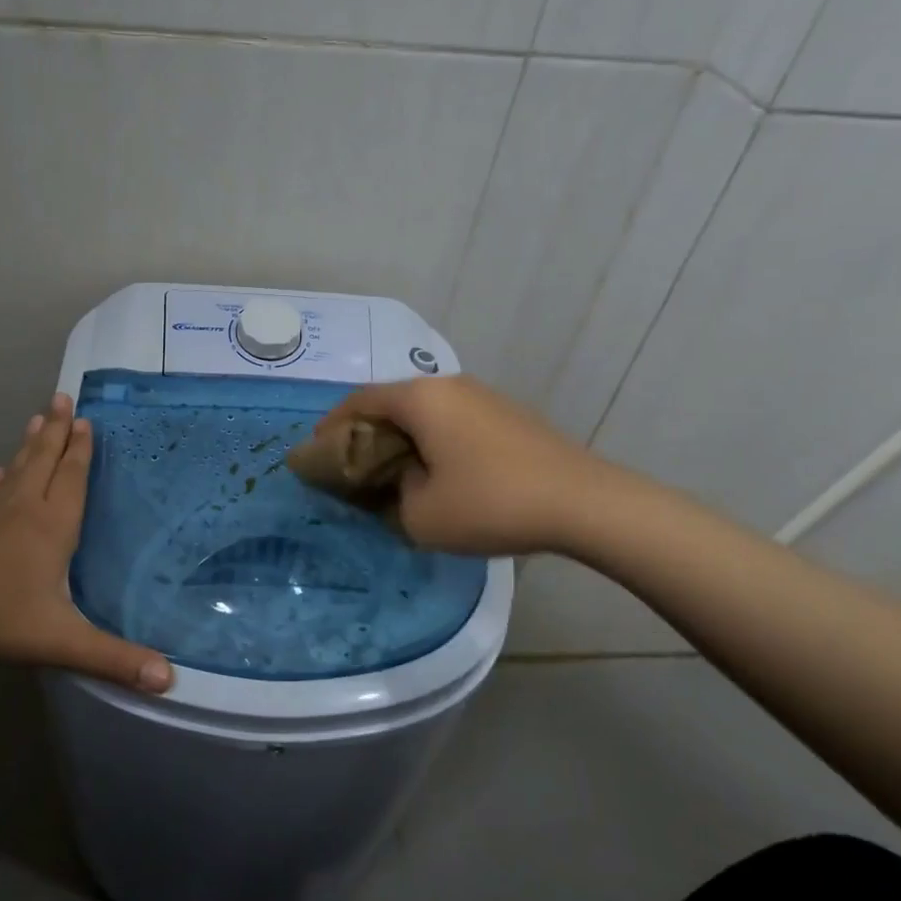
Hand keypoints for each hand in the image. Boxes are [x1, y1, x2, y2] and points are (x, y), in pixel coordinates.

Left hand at [0, 394, 172, 692]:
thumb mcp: (62, 640)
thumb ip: (115, 658)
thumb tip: (169, 680)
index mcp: (53, 526)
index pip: (72, 478)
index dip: (81, 450)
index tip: (86, 420)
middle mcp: (25, 511)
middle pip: (44, 461)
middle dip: (57, 430)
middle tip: (62, 397)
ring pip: (17, 470)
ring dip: (30, 444)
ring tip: (37, 418)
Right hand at [314, 375, 619, 556]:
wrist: (584, 502)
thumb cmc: (491, 503)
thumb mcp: (421, 515)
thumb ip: (390, 496)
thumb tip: (397, 482)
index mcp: (419, 399)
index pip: (358, 401)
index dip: (331, 426)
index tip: (316, 452)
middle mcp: (448, 385)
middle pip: (390, 401)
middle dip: (365, 432)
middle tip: (351, 466)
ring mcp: (482, 396)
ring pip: (424, 411)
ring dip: (401, 436)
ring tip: (392, 471)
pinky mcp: (506, 414)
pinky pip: (452, 420)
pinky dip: (431, 439)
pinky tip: (437, 470)